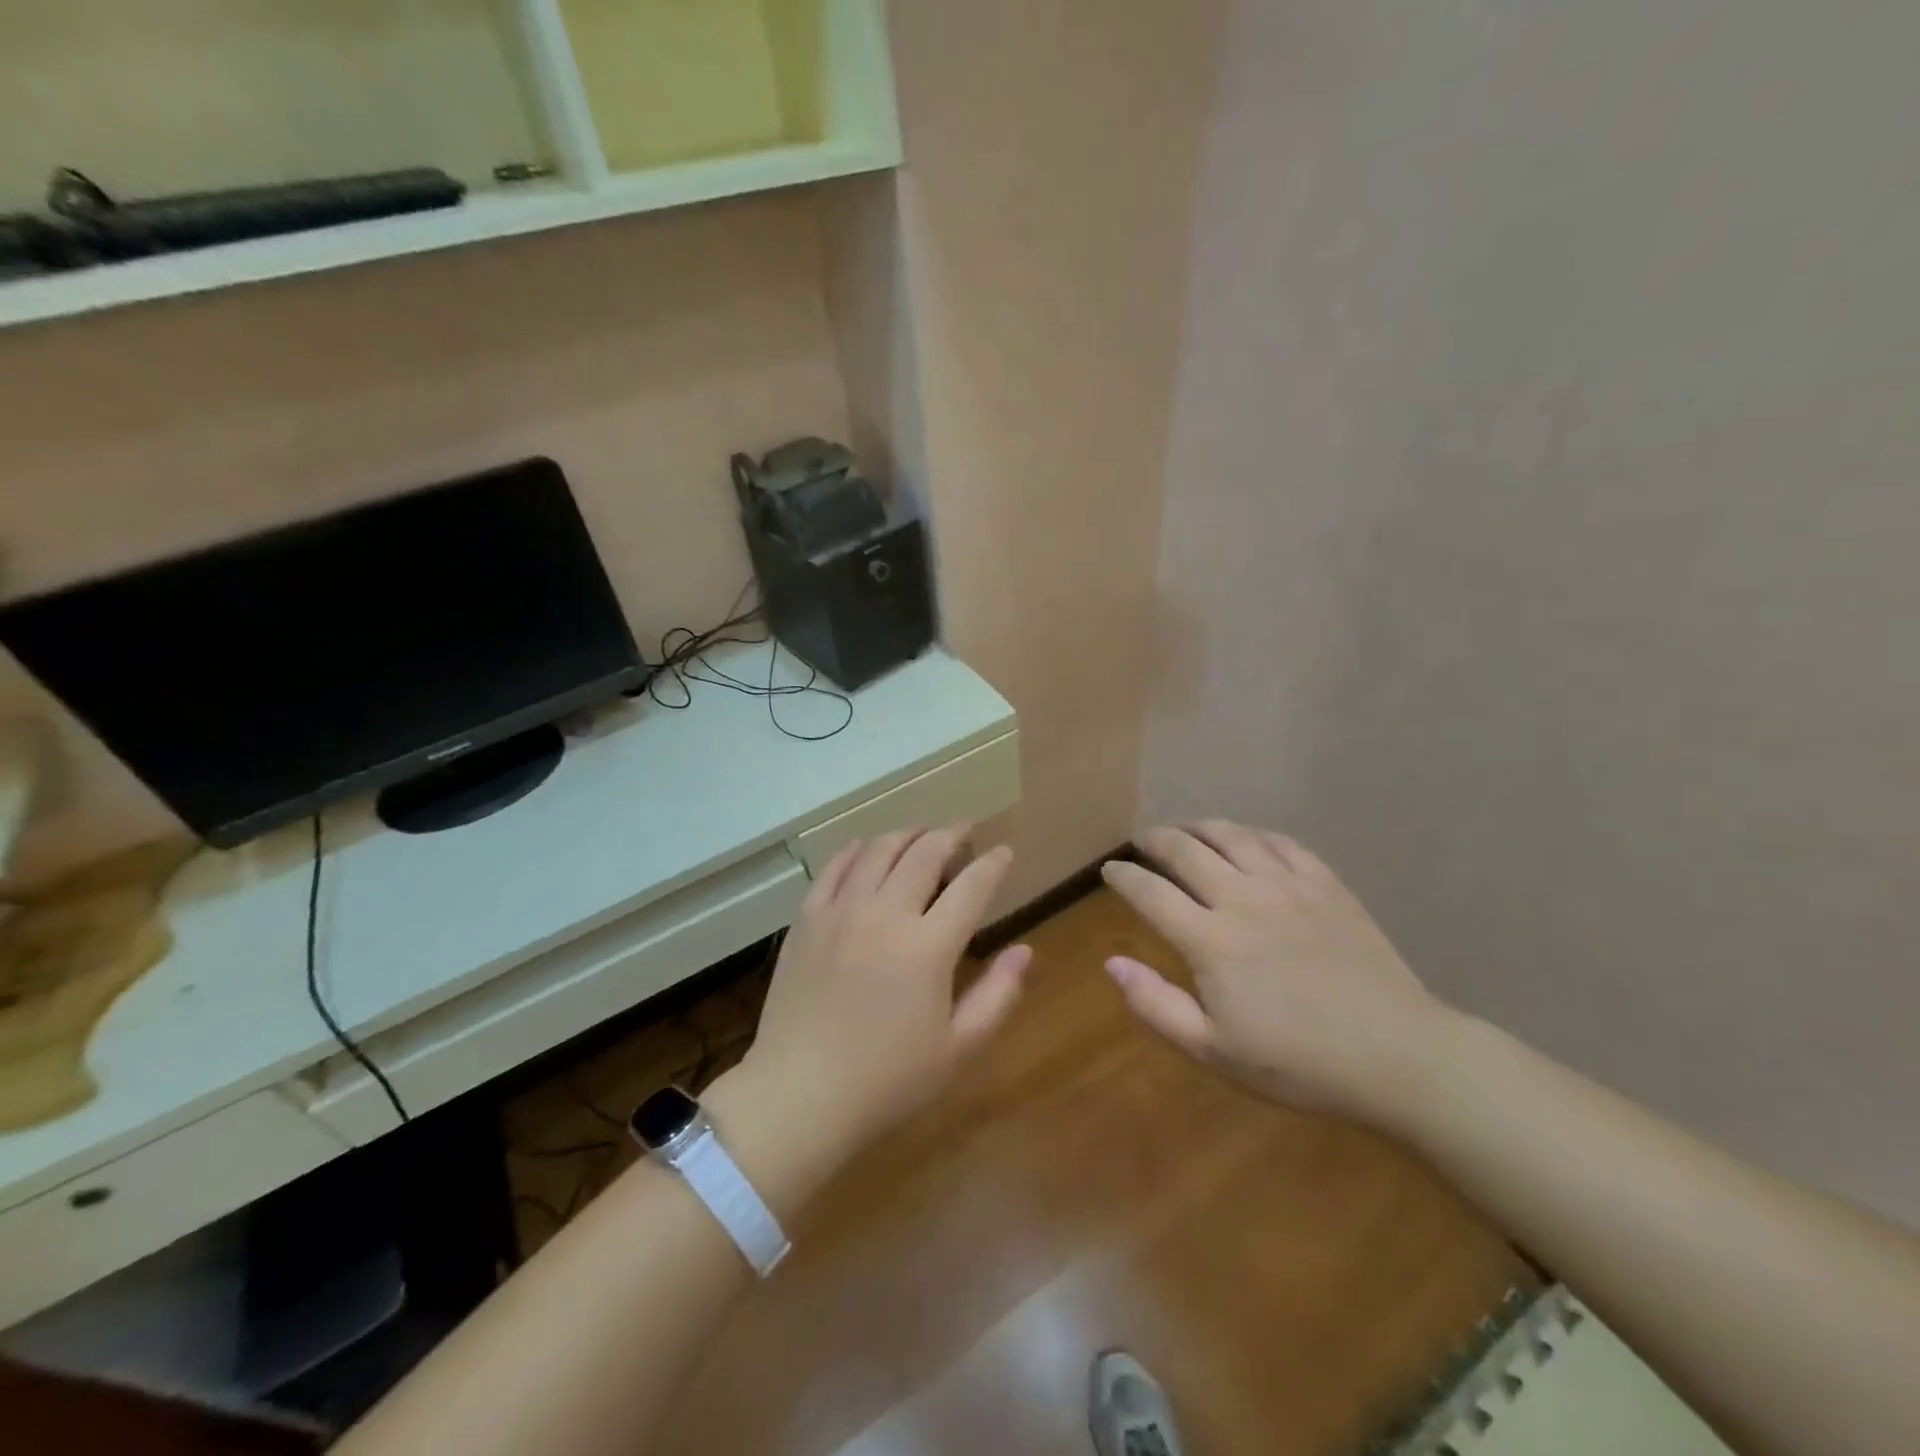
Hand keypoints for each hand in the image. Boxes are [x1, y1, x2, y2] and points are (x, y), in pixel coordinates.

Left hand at [738, 827, 1030, 1169]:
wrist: (799, 1094)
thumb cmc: (887, 1080)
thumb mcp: (957, 1048)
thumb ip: (997, 995)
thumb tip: (1025, 950)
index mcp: (929, 947)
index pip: (972, 887)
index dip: (993, 864)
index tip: (1004, 852)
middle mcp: (886, 915)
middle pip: (925, 854)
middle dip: (951, 835)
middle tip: (963, 831)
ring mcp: (841, 912)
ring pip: (879, 851)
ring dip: (906, 834)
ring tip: (921, 832)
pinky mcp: (807, 919)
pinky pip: (834, 867)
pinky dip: (856, 849)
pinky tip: (866, 846)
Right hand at [1100, 821, 1450, 1125]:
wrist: (1397, 1055)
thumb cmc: (1297, 1063)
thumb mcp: (1213, 1050)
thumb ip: (1155, 1004)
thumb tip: (1112, 963)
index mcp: (1210, 940)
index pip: (1150, 892)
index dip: (1123, 876)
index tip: (1109, 869)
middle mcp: (1243, 898)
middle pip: (1185, 850)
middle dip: (1155, 840)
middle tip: (1141, 841)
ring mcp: (1288, 885)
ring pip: (1231, 835)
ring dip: (1198, 827)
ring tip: (1185, 829)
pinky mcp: (1325, 883)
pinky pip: (1279, 842)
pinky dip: (1251, 834)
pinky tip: (1245, 839)